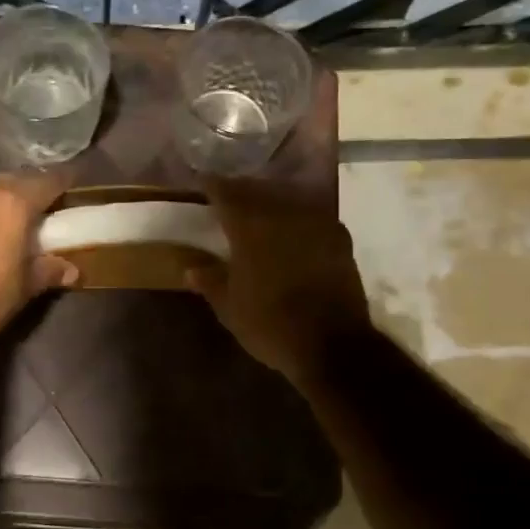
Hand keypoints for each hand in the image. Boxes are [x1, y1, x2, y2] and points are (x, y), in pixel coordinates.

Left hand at [0, 170, 78, 343]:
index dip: (64, 182)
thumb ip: (49, 271)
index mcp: (13, 203)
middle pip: (13, 179)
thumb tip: (71, 269)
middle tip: (42, 206)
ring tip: (7, 218)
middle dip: (29, 189)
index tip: (73, 185)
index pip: (48, 181)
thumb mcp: (25, 288)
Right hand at [187, 178, 372, 385]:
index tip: (203, 182)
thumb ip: (210, 281)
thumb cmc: (271, 326)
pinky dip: (295, 215)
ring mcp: (316, 222)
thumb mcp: (230, 308)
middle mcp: (283, 214)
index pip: (226, 192)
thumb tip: (191, 268)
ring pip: (286, 197)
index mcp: (250, 227)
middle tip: (228, 196)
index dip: (212, 185)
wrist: (334, 346)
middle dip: (241, 190)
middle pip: (258, 189)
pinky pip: (310, 213)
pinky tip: (291, 227)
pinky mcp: (339, 237)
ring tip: (259, 208)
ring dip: (270, 199)